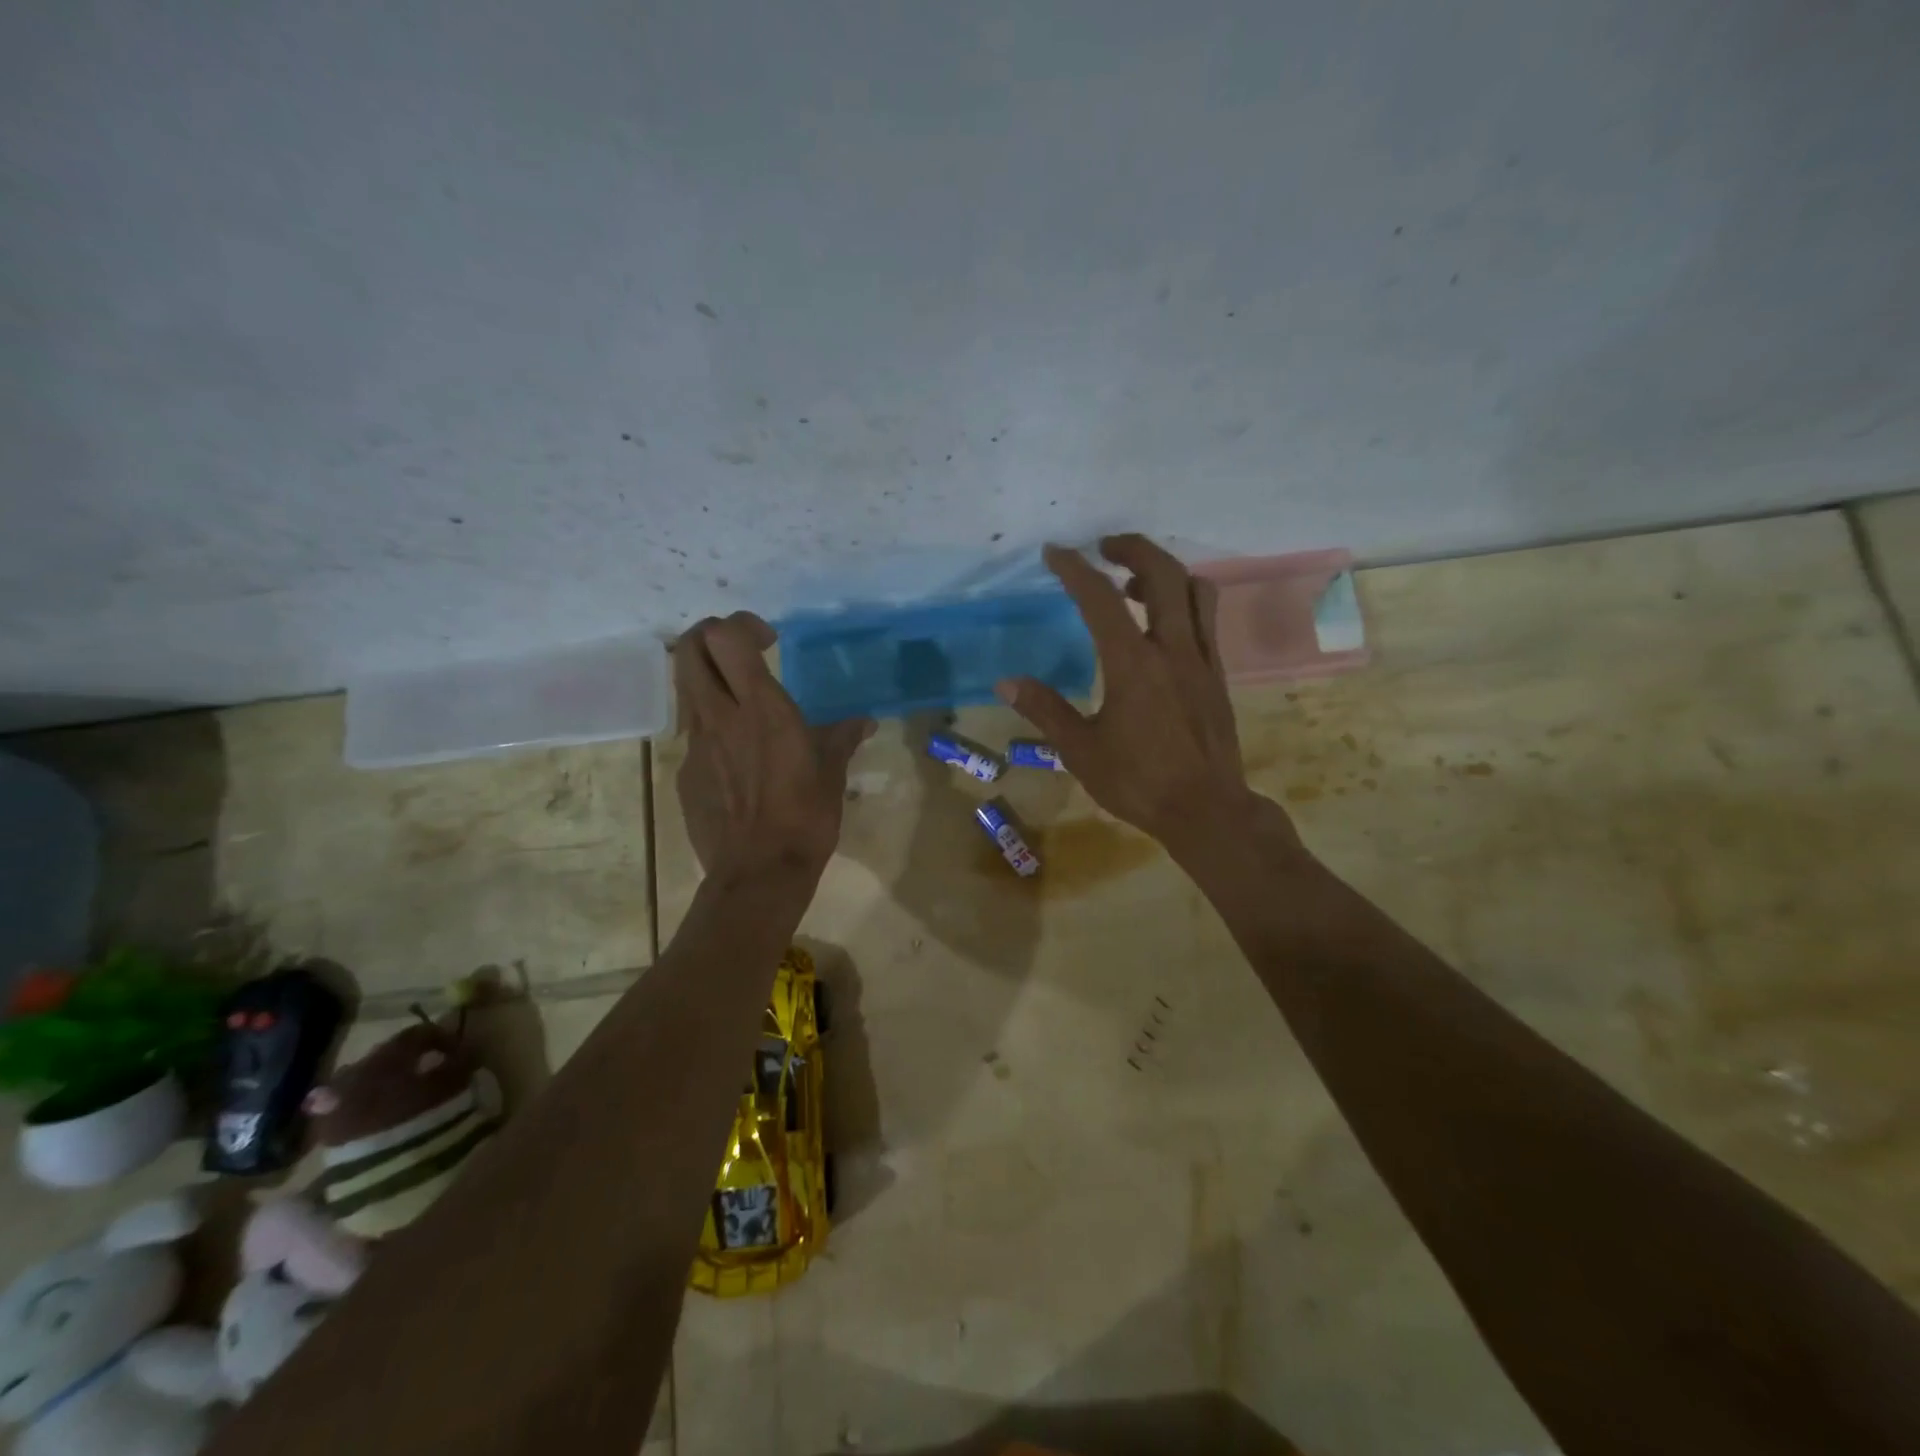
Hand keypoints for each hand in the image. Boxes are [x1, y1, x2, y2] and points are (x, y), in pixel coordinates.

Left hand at [673, 613, 873, 880]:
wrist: (759, 872)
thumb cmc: (805, 816)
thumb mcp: (833, 772)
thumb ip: (843, 737)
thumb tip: (864, 722)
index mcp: (760, 708)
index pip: (725, 638)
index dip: (741, 625)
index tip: (767, 641)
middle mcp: (719, 717)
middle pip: (688, 650)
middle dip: (709, 636)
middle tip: (739, 652)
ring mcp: (695, 746)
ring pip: (686, 690)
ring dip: (709, 680)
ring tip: (740, 703)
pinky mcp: (685, 774)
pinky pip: (693, 736)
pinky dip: (712, 729)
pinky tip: (739, 759)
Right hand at [996, 535, 1266, 858]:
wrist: (1207, 810)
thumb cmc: (1139, 782)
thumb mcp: (1081, 750)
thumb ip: (1045, 709)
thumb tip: (1006, 682)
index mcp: (1132, 664)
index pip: (1100, 598)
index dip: (1075, 568)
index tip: (1056, 551)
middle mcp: (1172, 649)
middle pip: (1163, 573)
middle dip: (1133, 548)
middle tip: (1105, 547)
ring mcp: (1202, 659)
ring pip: (1196, 590)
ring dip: (1165, 572)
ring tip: (1134, 583)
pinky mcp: (1217, 675)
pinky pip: (1207, 619)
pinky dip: (1185, 601)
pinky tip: (1162, 624)